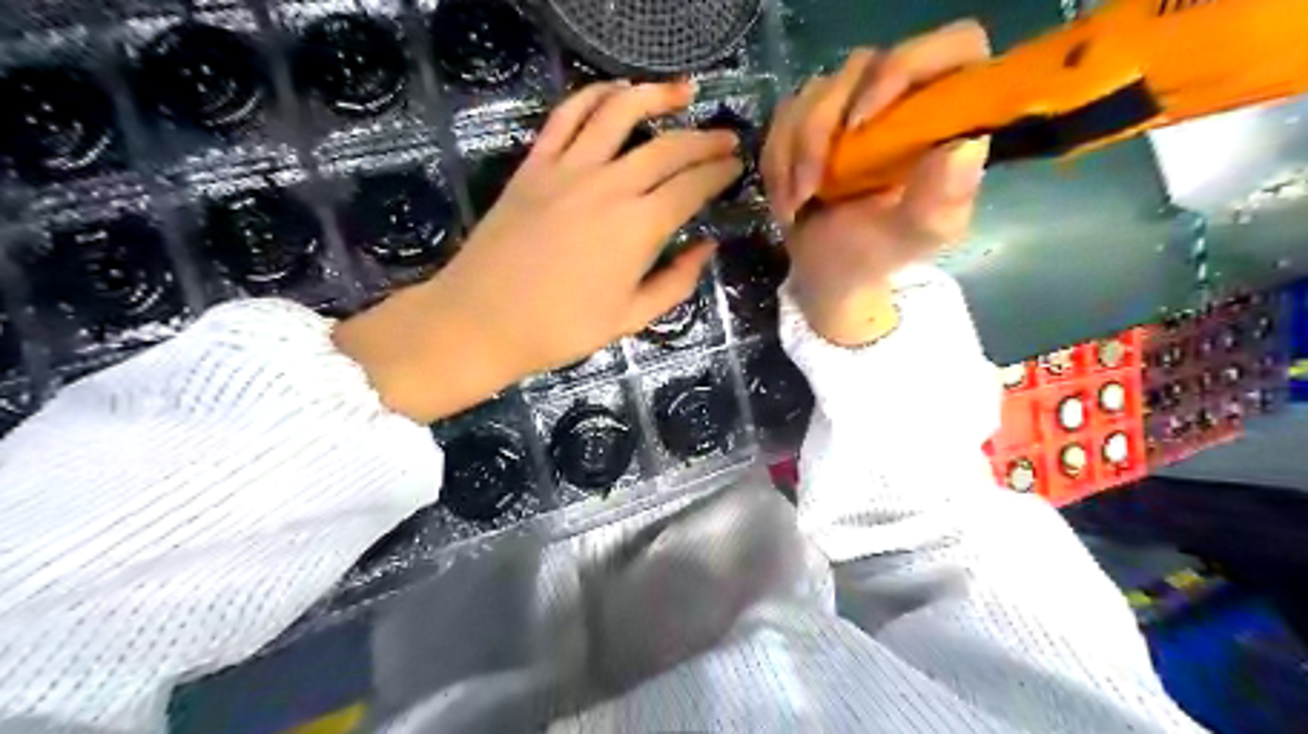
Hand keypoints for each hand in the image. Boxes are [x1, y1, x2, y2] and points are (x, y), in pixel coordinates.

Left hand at [333, 81, 740, 419]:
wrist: (483, 320)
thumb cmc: (561, 328)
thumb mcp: (631, 317)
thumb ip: (676, 282)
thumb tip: (707, 247)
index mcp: (639, 228)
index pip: (692, 186)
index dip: (720, 173)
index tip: (735, 167)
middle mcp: (610, 186)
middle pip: (668, 147)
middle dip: (705, 139)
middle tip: (726, 138)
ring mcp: (569, 169)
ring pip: (621, 113)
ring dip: (657, 96)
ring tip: (683, 92)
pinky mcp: (535, 164)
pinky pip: (568, 115)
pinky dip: (596, 95)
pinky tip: (616, 93)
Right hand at [756, 21, 991, 347]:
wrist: (828, 271)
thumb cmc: (878, 254)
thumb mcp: (915, 236)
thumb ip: (940, 200)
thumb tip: (963, 148)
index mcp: (946, 118)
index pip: (952, 49)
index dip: (906, 67)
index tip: (862, 121)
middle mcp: (903, 99)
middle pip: (863, 65)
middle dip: (822, 128)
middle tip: (811, 186)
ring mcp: (854, 104)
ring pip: (815, 92)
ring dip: (793, 153)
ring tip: (796, 205)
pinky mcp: (813, 118)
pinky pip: (784, 116)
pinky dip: (777, 162)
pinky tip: (787, 200)